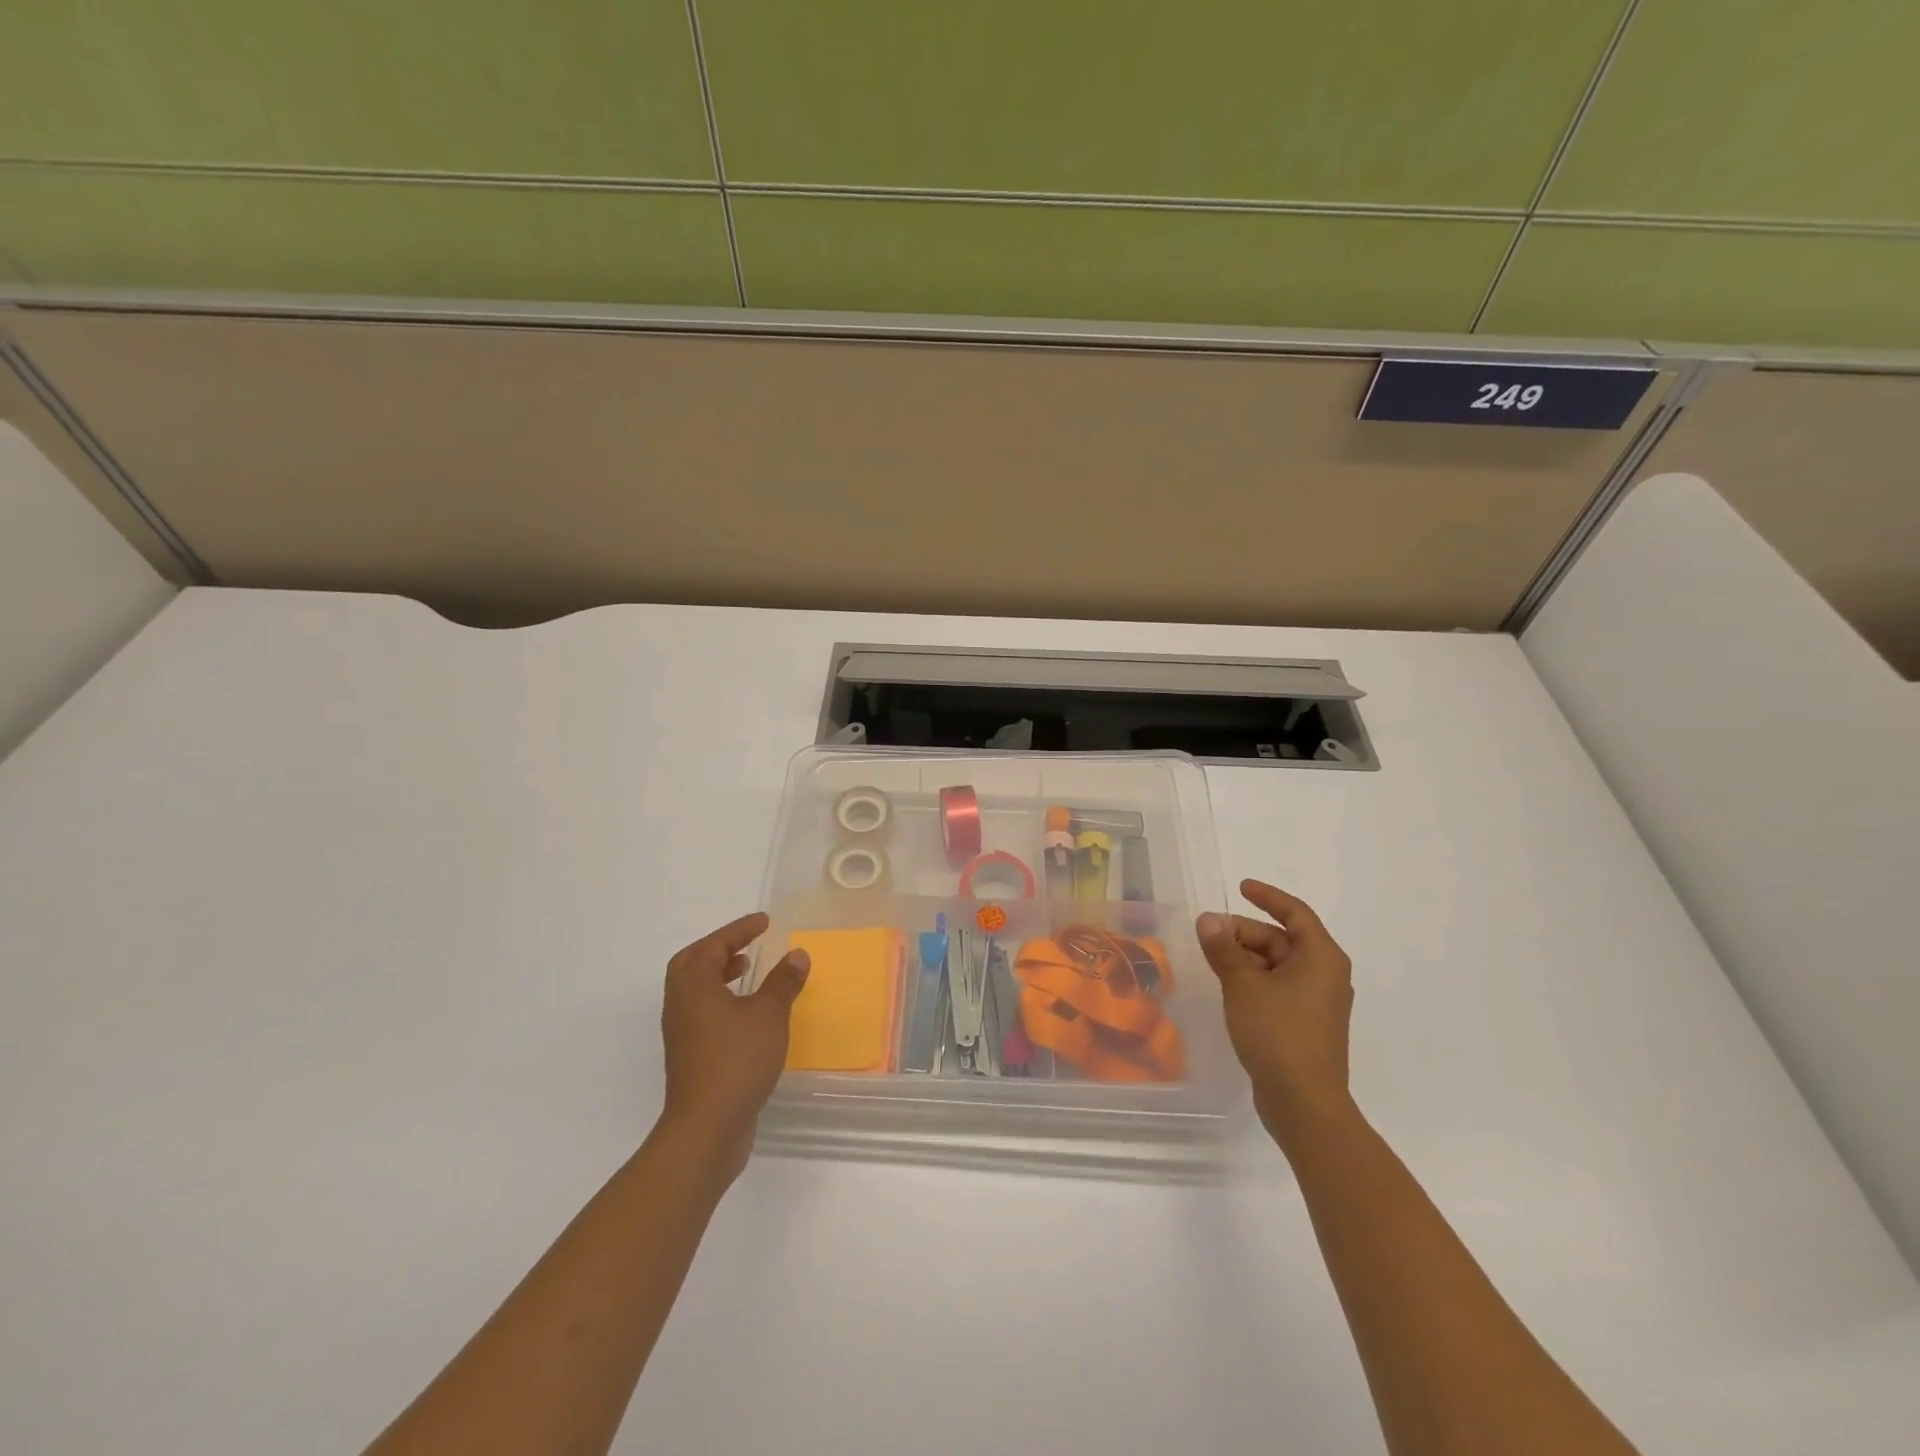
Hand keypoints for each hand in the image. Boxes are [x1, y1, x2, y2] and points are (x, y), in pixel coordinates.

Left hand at [658, 912, 808, 1175]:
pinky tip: (749, 1014)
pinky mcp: (690, 1056)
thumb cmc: (736, 1060)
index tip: (764, 922)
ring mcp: (682, 1033)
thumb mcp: (769, 1014)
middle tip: (748, 944)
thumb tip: (796, 954)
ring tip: (749, 972)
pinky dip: (722, 1000)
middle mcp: (680, 1005)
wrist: (706, 1128)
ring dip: (720, 975)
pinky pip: (703, 1013)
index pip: (713, 945)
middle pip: (693, 964)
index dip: (739, 930)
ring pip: (696, 991)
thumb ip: (783, 982)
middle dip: (720, 949)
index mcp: (694, 986)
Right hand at [1196, 880, 1354, 1144]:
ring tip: (1211, 958)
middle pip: (1282, 940)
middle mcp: (1325, 975)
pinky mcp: (1305, 1024)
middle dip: (1244, 932)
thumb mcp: (1243, 985)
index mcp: (1321, 958)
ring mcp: (1316, 1002)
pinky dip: (1253, 979)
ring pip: (1277, 965)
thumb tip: (1208, 920)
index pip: (1295, 913)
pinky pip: (1277, 987)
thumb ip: (1224, 949)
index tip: (1241, 887)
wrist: (1304, 1103)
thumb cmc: (1278, 1033)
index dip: (1267, 896)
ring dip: (1245, 957)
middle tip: (1208, 933)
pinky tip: (1228, 986)